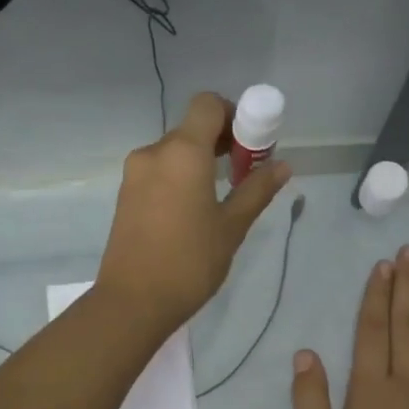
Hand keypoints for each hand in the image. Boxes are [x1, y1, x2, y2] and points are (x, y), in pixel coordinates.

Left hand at [95, 91, 290, 339]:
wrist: (133, 302)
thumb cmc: (189, 262)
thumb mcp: (231, 227)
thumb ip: (256, 190)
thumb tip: (282, 165)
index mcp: (182, 153)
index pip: (208, 105)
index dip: (233, 114)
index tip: (250, 145)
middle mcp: (153, 153)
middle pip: (191, 128)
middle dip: (221, 142)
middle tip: (244, 174)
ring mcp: (134, 175)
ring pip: (174, 152)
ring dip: (200, 162)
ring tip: (220, 198)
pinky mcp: (125, 196)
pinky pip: (159, 172)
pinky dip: (179, 178)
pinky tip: (192, 212)